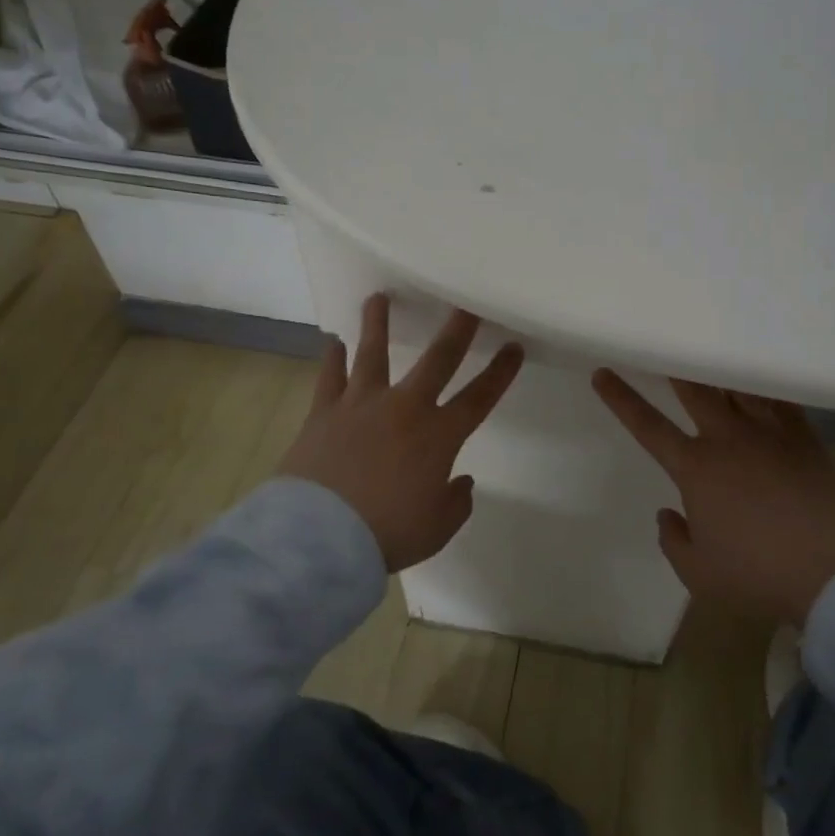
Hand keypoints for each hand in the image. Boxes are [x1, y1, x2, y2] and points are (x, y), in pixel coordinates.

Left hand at [281, 294, 522, 570]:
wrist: (320, 537)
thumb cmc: (387, 533)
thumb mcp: (436, 528)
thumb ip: (456, 502)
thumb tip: (461, 481)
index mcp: (439, 436)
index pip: (480, 397)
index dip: (500, 372)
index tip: (514, 347)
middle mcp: (404, 408)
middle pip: (438, 359)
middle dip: (457, 329)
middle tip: (466, 302)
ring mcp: (361, 405)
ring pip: (373, 353)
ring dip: (378, 323)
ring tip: (379, 298)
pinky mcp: (324, 412)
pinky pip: (329, 377)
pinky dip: (332, 358)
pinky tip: (332, 342)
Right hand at [592, 371, 834, 624]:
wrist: (831, 571)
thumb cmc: (756, 574)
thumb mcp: (698, 572)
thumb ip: (673, 540)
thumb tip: (668, 514)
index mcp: (695, 469)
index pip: (647, 426)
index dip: (621, 399)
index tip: (602, 373)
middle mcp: (727, 440)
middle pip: (695, 391)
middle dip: (675, 367)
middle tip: (666, 347)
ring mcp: (768, 434)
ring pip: (737, 388)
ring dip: (719, 370)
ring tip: (712, 352)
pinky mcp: (804, 438)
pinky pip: (780, 400)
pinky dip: (765, 386)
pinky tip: (761, 379)